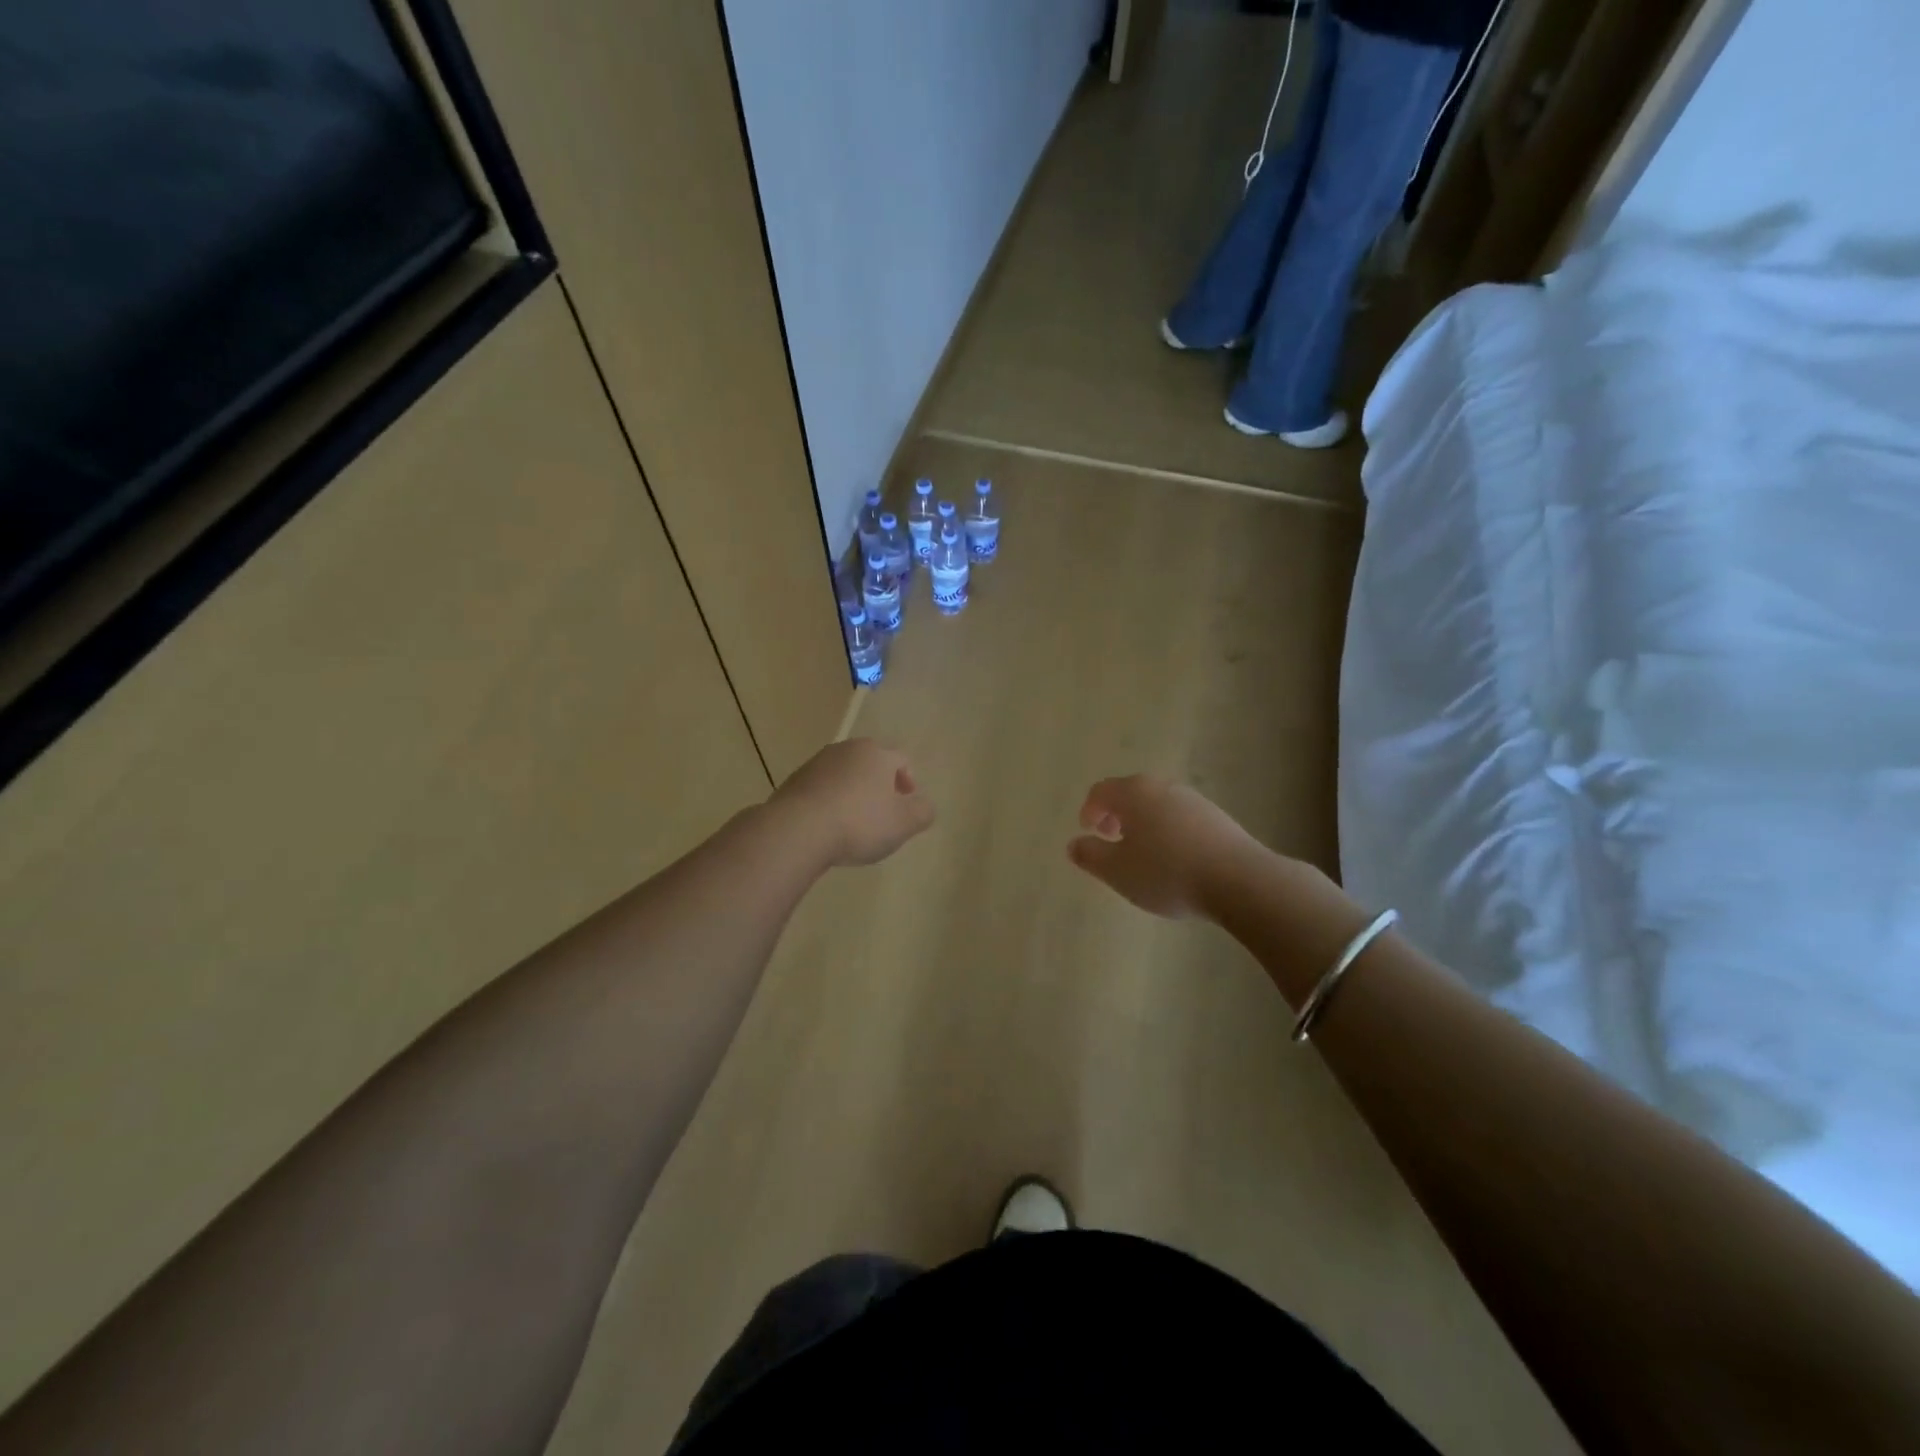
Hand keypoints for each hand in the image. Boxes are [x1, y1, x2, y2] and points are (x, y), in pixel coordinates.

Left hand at [771, 738, 935, 866]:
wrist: (798, 830)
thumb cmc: (860, 823)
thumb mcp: (904, 823)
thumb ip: (922, 812)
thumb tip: (924, 805)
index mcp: (876, 754)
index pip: (901, 759)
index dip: (909, 780)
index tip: (907, 802)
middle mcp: (846, 750)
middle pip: (870, 763)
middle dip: (880, 784)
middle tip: (883, 811)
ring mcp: (816, 763)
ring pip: (844, 774)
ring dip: (853, 791)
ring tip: (854, 821)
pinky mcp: (794, 781)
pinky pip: (821, 788)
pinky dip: (829, 801)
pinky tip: (828, 825)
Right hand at [1067, 775, 1260, 919]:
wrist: (1239, 880)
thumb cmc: (1167, 873)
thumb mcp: (1117, 871)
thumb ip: (1090, 856)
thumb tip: (1074, 844)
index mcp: (1133, 793)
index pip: (1101, 791)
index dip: (1089, 810)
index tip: (1088, 832)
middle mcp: (1161, 787)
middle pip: (1130, 793)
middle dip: (1115, 814)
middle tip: (1111, 839)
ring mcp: (1192, 799)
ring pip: (1156, 804)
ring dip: (1142, 822)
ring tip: (1142, 853)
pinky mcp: (1216, 816)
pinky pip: (1179, 817)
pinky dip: (1167, 829)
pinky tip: (1174, 859)